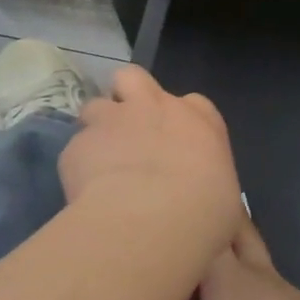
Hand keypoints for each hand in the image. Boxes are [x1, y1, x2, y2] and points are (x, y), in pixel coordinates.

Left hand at [57, 66, 242, 259]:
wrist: (152, 221)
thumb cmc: (204, 213)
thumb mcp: (225, 200)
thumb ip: (210, 187)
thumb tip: (209, 205)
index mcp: (199, 120)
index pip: (193, 104)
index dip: (180, 120)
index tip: (178, 144)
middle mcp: (154, 108)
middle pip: (133, 78)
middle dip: (128, 97)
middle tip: (130, 131)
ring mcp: (111, 121)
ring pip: (94, 106)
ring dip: (97, 129)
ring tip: (100, 161)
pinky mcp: (77, 146)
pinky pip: (75, 150)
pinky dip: (79, 167)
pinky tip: (85, 192)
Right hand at [145, 219, 299, 299]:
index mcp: (225, 274)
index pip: (204, 228)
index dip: (185, 218)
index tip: (164, 211)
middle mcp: (251, 269)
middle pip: (236, 228)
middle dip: (217, 220)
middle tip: (191, 220)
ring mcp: (276, 285)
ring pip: (252, 251)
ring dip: (233, 248)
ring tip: (208, 256)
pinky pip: (262, 278)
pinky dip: (246, 278)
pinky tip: (235, 297)